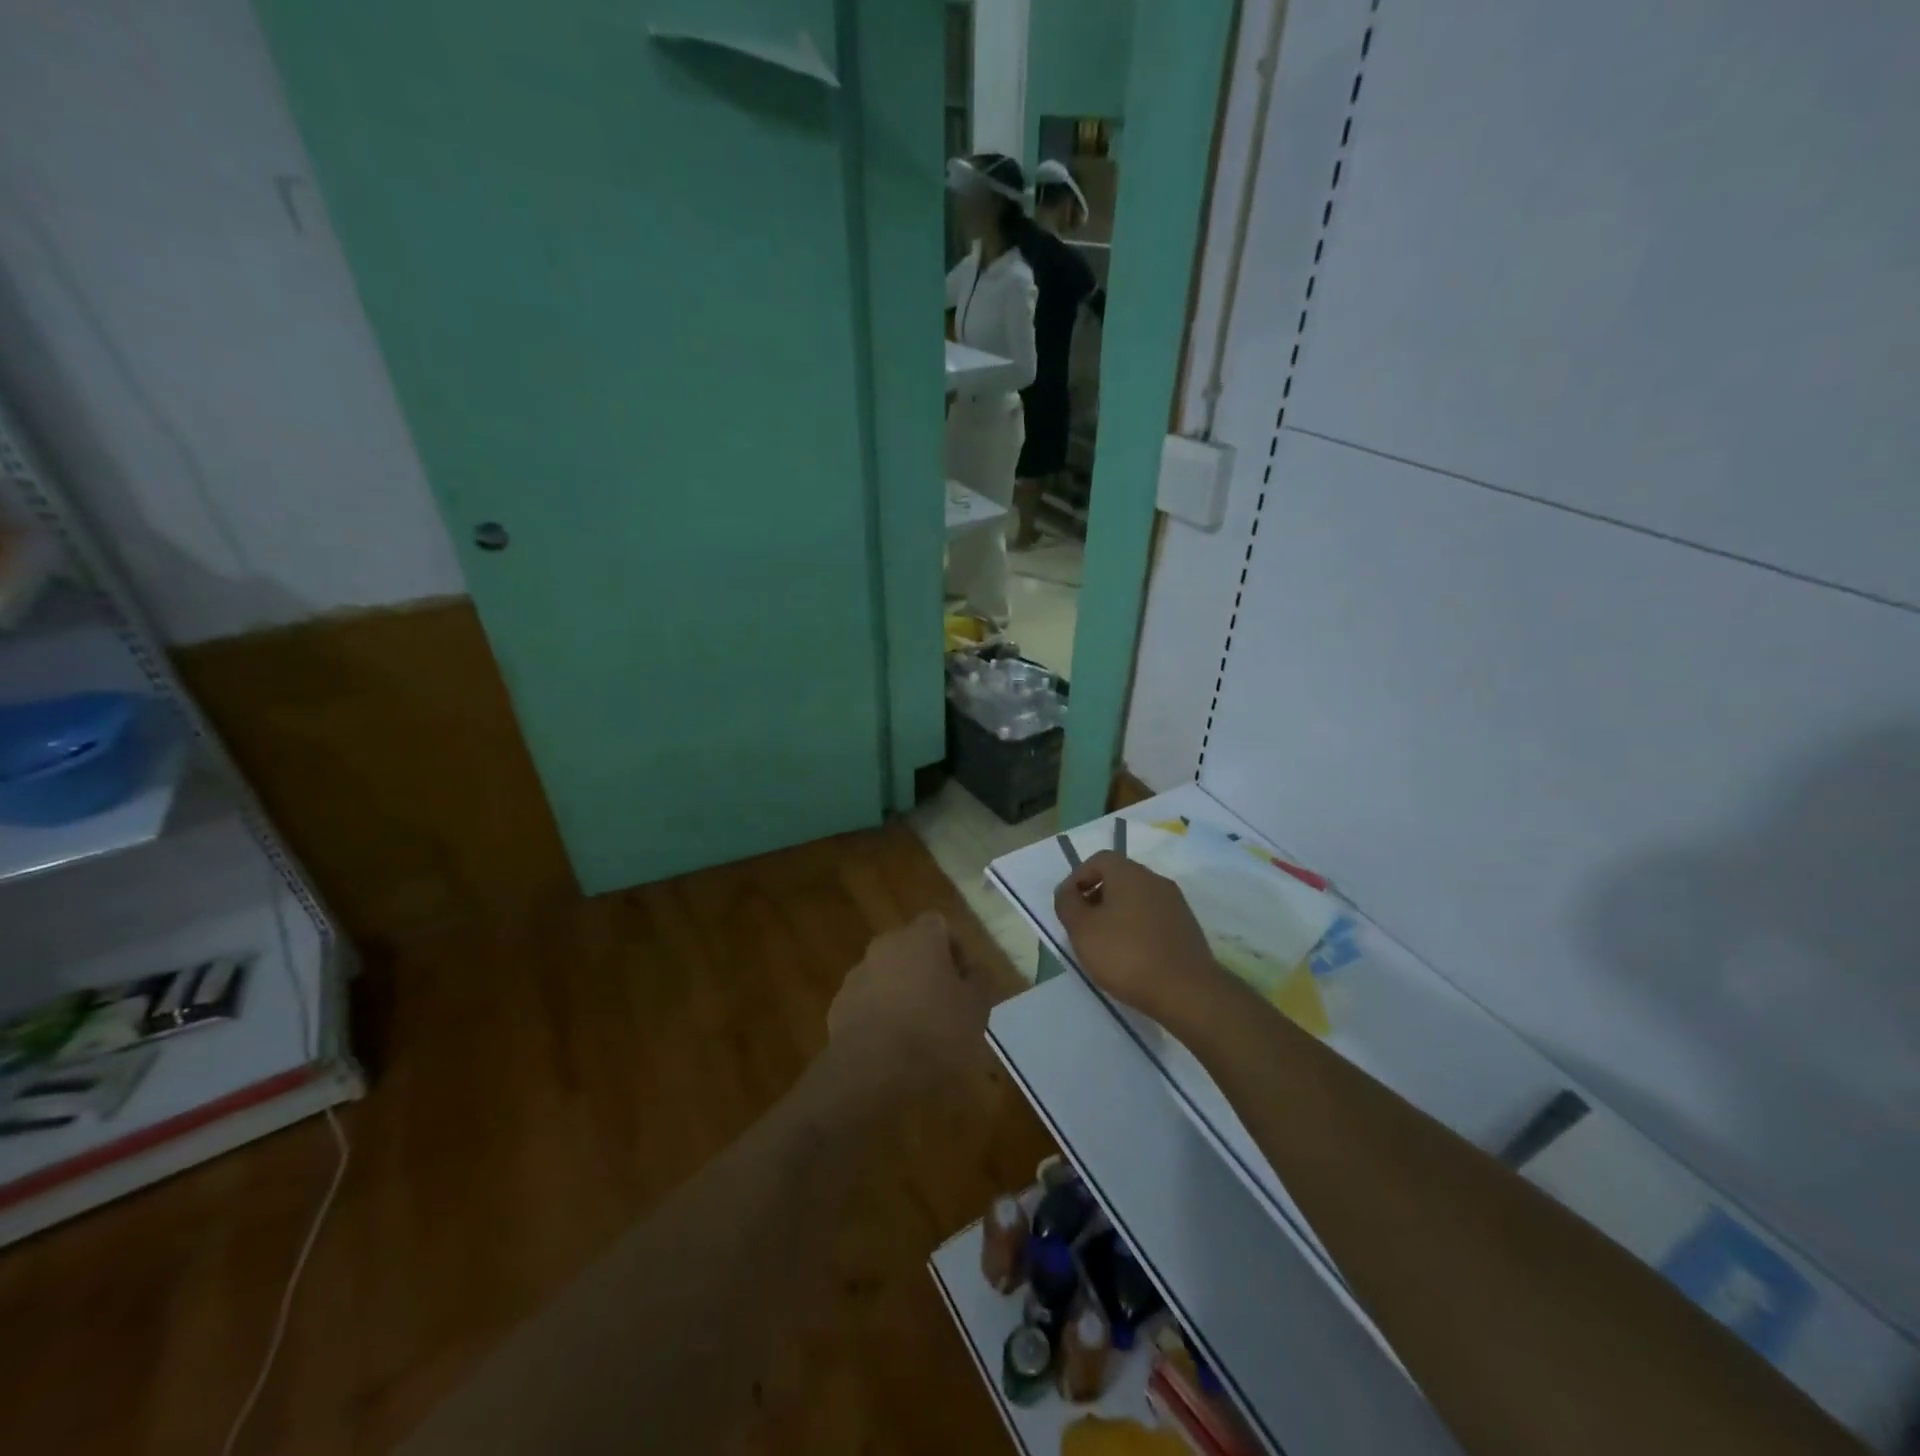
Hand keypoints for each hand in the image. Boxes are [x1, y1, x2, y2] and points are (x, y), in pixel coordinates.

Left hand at [827, 913, 988, 1089]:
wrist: (871, 1072)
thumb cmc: (934, 1032)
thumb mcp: (976, 1009)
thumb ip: (978, 981)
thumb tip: (972, 970)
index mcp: (919, 938)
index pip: (939, 925)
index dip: (953, 950)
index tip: (963, 981)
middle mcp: (885, 946)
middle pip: (910, 949)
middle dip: (926, 971)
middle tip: (943, 1005)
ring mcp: (857, 975)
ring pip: (887, 975)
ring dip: (901, 993)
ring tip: (917, 1032)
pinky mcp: (839, 1006)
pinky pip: (867, 1002)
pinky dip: (879, 1015)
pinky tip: (891, 1047)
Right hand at [1053, 851, 1227, 1026]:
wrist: (1186, 991)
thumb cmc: (1126, 955)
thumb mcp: (1082, 929)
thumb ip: (1067, 903)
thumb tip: (1067, 891)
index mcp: (1130, 873)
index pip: (1099, 859)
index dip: (1078, 877)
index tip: (1069, 905)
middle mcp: (1155, 880)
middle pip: (1119, 877)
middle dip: (1097, 896)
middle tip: (1083, 926)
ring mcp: (1175, 903)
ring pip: (1137, 898)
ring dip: (1117, 913)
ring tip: (1105, 944)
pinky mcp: (1187, 927)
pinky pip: (1153, 917)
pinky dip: (1137, 928)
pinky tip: (1132, 956)